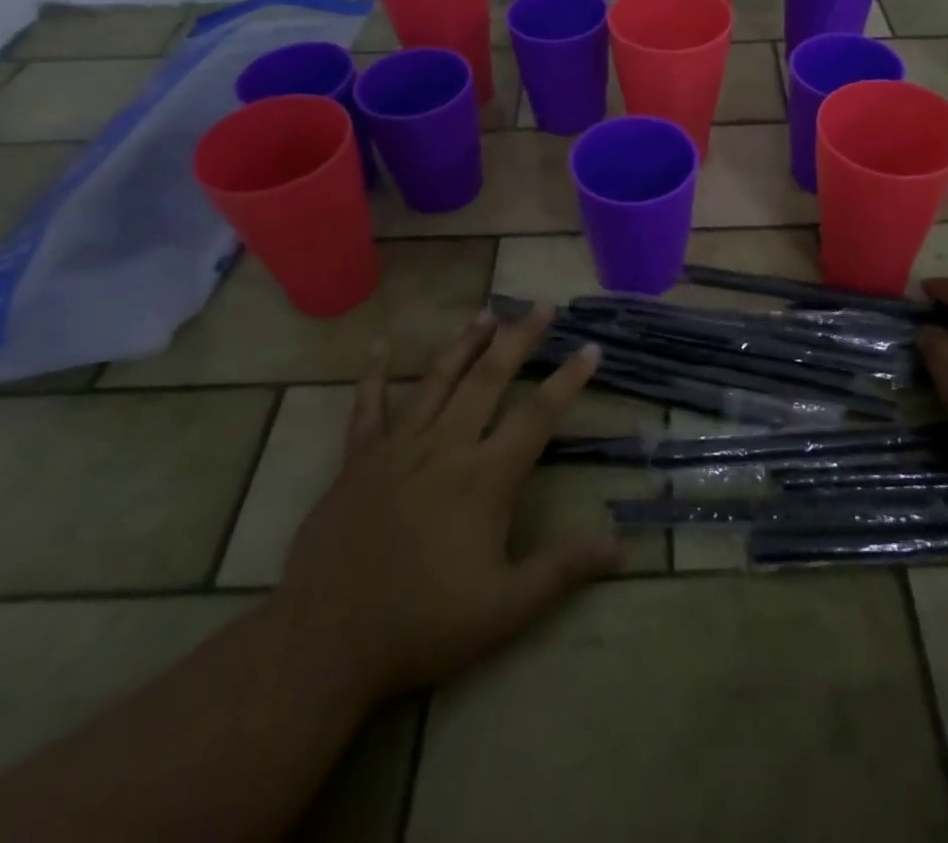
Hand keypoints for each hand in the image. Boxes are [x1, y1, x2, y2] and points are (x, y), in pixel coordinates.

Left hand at [270, 305, 619, 703]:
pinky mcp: (358, 460)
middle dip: (519, 339)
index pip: (537, 414)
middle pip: (489, 379)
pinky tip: (378, 344)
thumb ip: (562, 569)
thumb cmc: (423, 625)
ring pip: (438, 380)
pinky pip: (367, 407)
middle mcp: (445, 447)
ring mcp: (398, 448)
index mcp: (485, 477)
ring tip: (487, 312)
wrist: (326, 643)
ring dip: (465, 344)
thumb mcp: (505, 609)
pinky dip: (372, 374)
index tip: (591, 346)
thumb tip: (621, 544)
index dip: (568, 379)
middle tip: (541, 305)